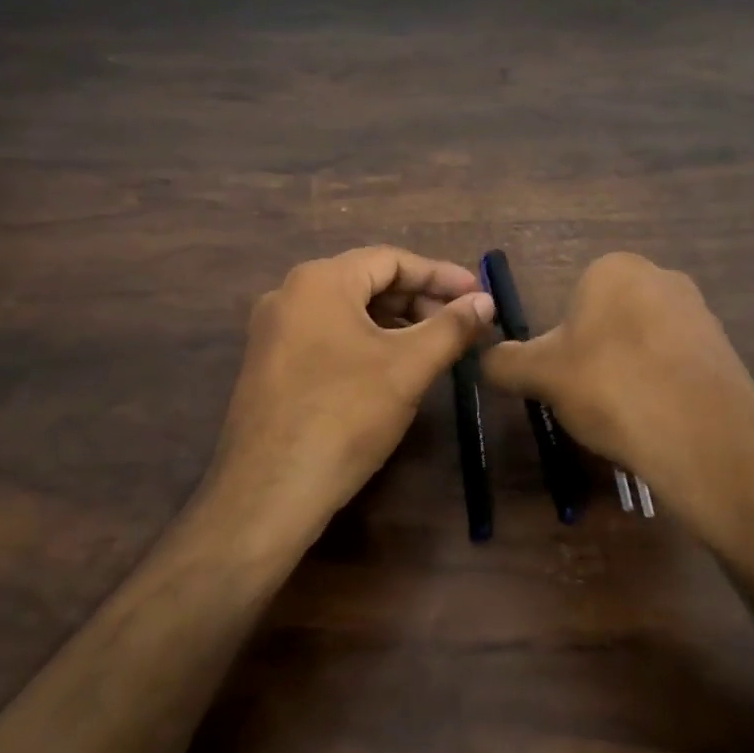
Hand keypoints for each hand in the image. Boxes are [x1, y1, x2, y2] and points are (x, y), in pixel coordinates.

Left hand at [203, 246, 494, 554]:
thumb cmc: (345, 416)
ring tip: (433, 348)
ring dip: (395, 323)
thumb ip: (451, 327)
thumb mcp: (408, 367)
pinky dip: (366, 343)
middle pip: (367, 282)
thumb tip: (485, 300)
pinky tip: (392, 370)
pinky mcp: (270, 366)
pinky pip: (327, 337)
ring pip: (347, 312)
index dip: (440, 275)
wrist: (269, 492)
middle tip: (460, 325)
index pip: (390, 260)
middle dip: (418, 300)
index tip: (477, 294)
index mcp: (319, 281)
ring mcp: (273, 332)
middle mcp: (289, 295)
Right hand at [481, 253, 753, 550]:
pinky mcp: (725, 349)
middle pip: (607, 321)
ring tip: (625, 416)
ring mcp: (699, 312)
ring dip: (628, 373)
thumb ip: (504, 362)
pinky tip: (658, 421)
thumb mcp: (540, 375)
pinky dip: (661, 388)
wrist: (705, 438)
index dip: (561, 345)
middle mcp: (660, 276)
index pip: (571, 302)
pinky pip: (675, 365)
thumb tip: (484, 358)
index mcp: (614, 268)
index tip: (564, 380)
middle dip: (595, 357)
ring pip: (641, 344)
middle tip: (590, 400)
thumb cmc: (610, 387)